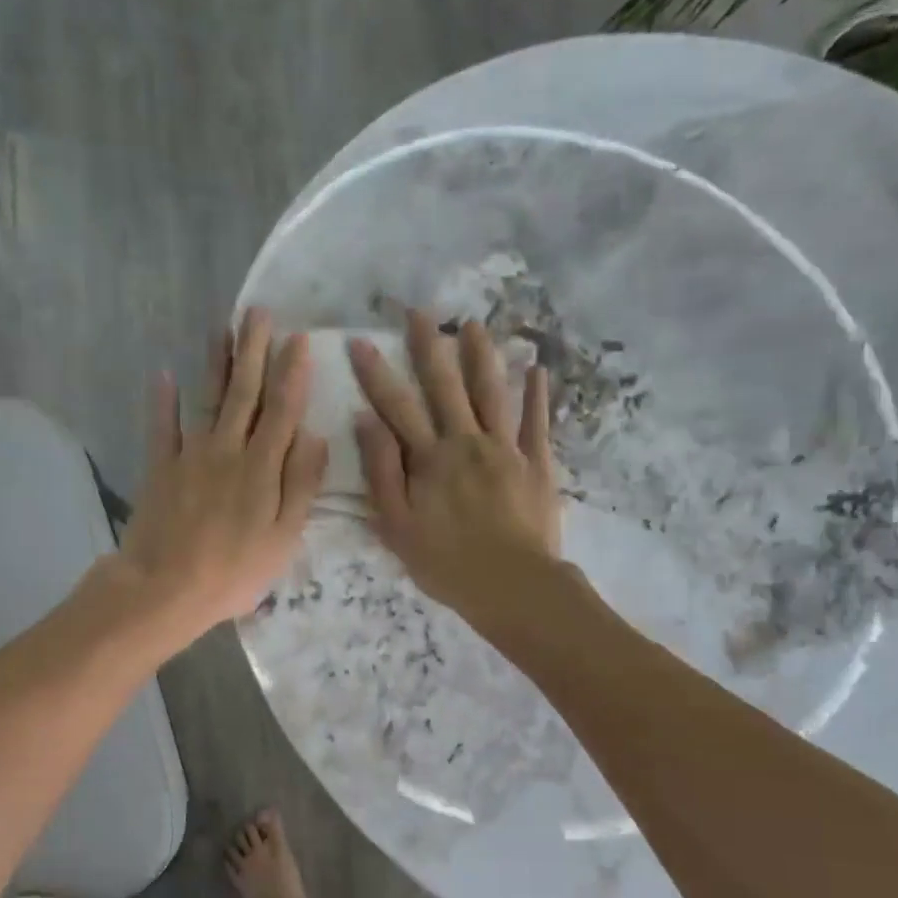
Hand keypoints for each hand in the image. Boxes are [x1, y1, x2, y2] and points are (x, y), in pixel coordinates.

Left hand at [115, 309, 327, 643]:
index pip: (283, 410)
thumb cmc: (234, 571)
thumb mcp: (284, 538)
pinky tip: (164, 374)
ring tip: (222, 327)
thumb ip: (301, 485)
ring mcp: (191, 456)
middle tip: (258, 312)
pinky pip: (162, 427)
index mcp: (263, 468)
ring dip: (217, 362)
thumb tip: (316, 436)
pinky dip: (163, 400)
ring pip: (208, 399)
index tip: (299, 338)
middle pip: (245, 393)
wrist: (166, 588)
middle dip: (254, 350)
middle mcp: (228, 450)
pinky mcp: (160, 468)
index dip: (292, 373)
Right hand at [349, 308, 561, 622]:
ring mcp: (505, 449)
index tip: (360, 340)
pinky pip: (537, 422)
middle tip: (420, 312)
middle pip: (445, 386)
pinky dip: (537, 394)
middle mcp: (465, 442)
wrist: (512, 585)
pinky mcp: (537, 463)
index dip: (376, 373)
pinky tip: (537, 369)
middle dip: (429, 346)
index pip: (396, 407)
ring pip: (491, 392)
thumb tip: (367, 422)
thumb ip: (382, 472)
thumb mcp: (398, 526)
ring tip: (473, 324)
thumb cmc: (447, 563)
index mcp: (429, 459)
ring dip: (481, 356)